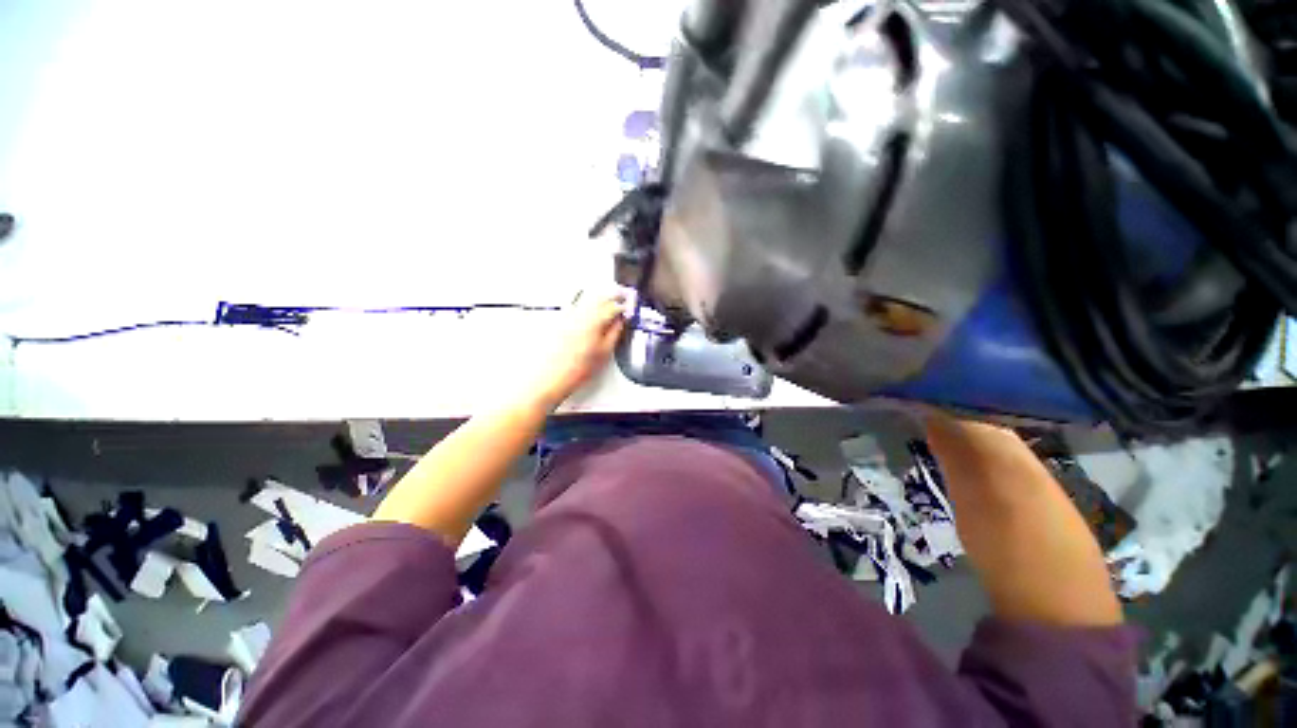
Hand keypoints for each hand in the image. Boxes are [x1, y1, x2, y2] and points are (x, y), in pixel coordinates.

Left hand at [528, 294, 625, 409]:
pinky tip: (588, 305)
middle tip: (622, 298)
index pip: (614, 306)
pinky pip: (575, 303)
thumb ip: (615, 332)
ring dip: (599, 296)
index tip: (629, 306)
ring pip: (587, 297)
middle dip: (613, 296)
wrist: (551, 376)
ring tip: (607, 301)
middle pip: (600, 297)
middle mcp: (580, 314)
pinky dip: (584, 300)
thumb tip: (620, 322)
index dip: (624, 305)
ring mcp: (568, 315)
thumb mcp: (604, 352)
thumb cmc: (576, 369)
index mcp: (594, 321)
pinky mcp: (559, 319)